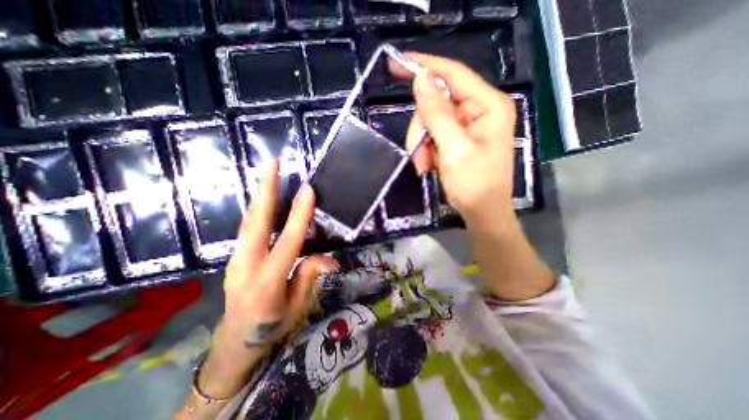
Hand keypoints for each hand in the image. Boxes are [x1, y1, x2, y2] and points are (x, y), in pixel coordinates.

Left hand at [197, 161, 334, 399]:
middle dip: (265, 190)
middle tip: (273, 164)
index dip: (299, 216)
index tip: (308, 190)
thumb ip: (309, 276)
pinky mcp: (235, 257)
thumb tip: (329, 257)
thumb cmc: (271, 328)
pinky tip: (265, 198)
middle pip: (256, 223)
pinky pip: (247, 229)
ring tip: (269, 173)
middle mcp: (247, 266)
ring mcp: (236, 260)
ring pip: (249, 222)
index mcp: (268, 283)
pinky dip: (257, 210)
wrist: (234, 343)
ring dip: (260, 196)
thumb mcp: (297, 307)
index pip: (287, 242)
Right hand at [389, 53, 551, 301]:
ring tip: (425, 166)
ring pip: (430, 122)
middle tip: (419, 154)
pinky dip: (425, 151)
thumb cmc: (474, 184)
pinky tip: (429, 166)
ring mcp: (466, 126)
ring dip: (422, 145)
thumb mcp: (454, 149)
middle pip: (436, 103)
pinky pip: (432, 136)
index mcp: (488, 106)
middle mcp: (479, 111)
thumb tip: (420, 79)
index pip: (454, 74)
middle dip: (422, 129)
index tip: (398, 62)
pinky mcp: (456, 139)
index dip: (426, 66)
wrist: (481, 213)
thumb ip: (437, 114)